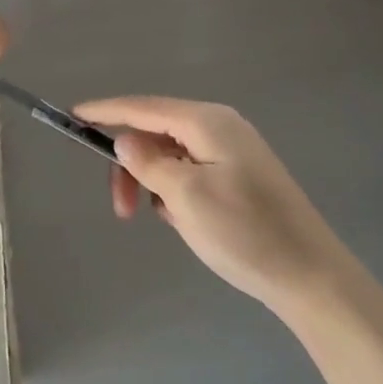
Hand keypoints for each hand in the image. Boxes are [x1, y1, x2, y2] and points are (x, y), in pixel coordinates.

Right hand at [74, 96, 362, 313]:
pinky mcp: (238, 175)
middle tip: (121, 209)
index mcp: (207, 122)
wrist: (310, 276)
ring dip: (152, 182)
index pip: (143, 108)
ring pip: (170, 154)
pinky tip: (182, 219)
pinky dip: (174, 190)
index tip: (72, 116)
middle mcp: (219, 127)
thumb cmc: (244, 232)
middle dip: (131, 165)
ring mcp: (231, 151)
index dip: (105, 112)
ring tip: (161, 218)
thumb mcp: (185, 195)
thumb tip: (124, 139)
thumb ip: (148, 162)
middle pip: (154, 132)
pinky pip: (189, 171)